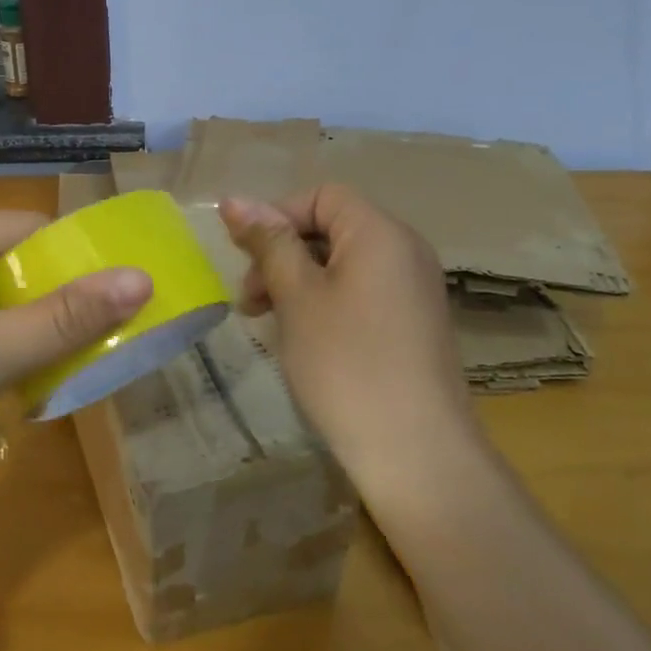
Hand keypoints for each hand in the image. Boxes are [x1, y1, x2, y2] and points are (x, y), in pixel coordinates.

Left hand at [0, 210, 151, 501]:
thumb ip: (69, 316)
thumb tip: (142, 279)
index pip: (29, 227)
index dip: (76, 258)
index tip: (115, 295)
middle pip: (16, 254)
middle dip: (57, 291)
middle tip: (99, 328)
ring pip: (1, 285)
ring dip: (35, 316)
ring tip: (71, 347)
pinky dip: (9, 331)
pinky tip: (27, 361)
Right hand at [220, 186, 480, 519]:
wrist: (416, 453)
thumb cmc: (347, 364)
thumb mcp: (297, 297)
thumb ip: (268, 243)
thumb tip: (234, 199)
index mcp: (380, 232)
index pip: (322, 196)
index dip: (276, 216)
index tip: (244, 257)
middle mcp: (405, 250)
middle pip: (332, 227)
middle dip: (282, 252)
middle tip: (249, 299)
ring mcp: (414, 289)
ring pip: (343, 263)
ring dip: (298, 281)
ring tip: (268, 322)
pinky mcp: (413, 324)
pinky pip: (362, 292)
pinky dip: (325, 302)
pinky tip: (304, 339)